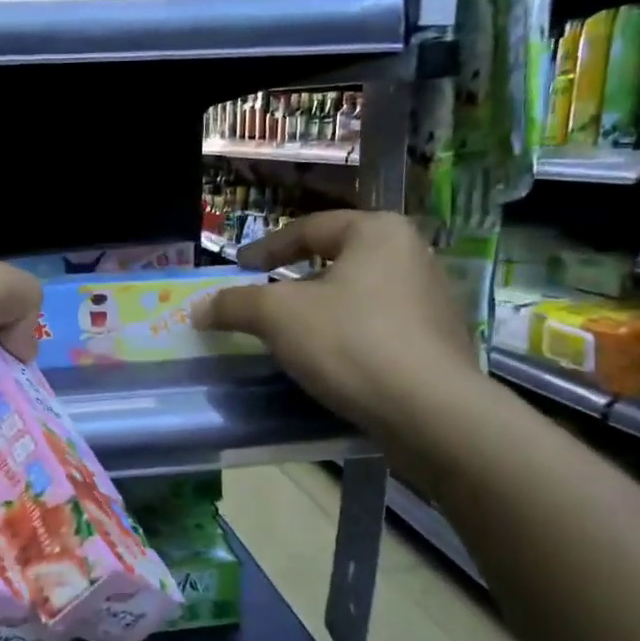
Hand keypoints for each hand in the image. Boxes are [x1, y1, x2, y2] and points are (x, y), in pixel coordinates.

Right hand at [194, 211, 481, 440]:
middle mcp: (413, 255)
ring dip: (325, 311)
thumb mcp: (277, 316)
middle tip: (266, 298)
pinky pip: (381, 329)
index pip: (310, 228)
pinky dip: (351, 338)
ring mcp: (434, 301)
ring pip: (361, 296)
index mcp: (378, 232)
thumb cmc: (351, 342)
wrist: (431, 412)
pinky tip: (332, 362)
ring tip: (295, 334)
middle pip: (338, 260)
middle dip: (298, 279)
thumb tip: (199, 309)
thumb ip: (234, 304)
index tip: (241, 267)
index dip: (267, 247)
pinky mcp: (441, 343)